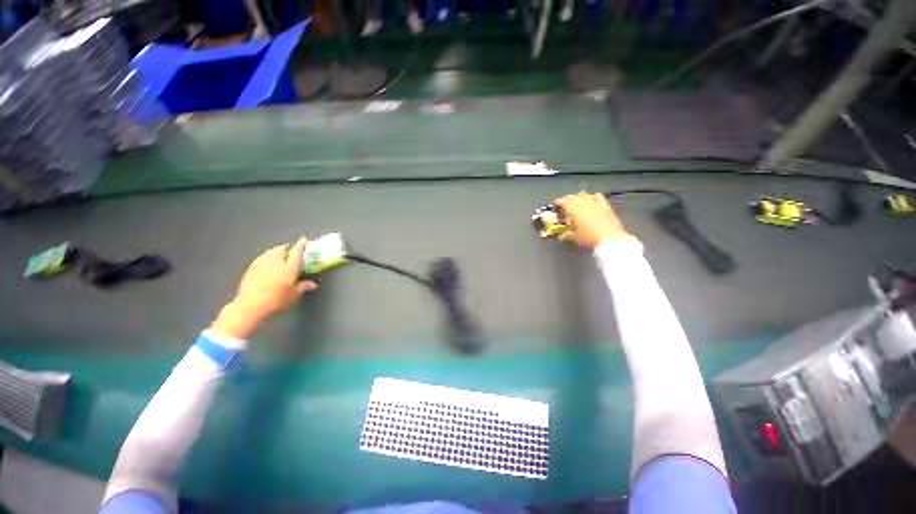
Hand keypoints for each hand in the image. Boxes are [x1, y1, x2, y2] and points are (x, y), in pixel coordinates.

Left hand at [210, 238, 317, 339]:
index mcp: (289, 267)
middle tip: (289, 252)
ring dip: (276, 252)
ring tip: (278, 257)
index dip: (301, 245)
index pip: (297, 252)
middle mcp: (276, 261)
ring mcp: (261, 263)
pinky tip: (267, 265)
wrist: (250, 305)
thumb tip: (313, 284)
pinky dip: (266, 258)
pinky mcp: (251, 268)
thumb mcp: (294, 295)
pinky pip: (261, 258)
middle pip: (281, 249)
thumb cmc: (277, 300)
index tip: (304, 240)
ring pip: (270, 252)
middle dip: (286, 248)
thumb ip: (303, 286)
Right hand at [556, 192, 632, 249]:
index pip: (563, 202)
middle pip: (573, 197)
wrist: (610, 239)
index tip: (555, 205)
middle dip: (567, 199)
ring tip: (576, 200)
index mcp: (574, 209)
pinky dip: (593, 196)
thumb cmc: (589, 238)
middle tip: (563, 204)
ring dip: (579, 197)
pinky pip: (598, 197)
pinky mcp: (605, 206)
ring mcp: (596, 204)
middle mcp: (584, 203)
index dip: (558, 202)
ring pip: (585, 195)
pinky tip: (592, 199)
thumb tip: (561, 235)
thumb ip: (566, 234)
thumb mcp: (574, 237)